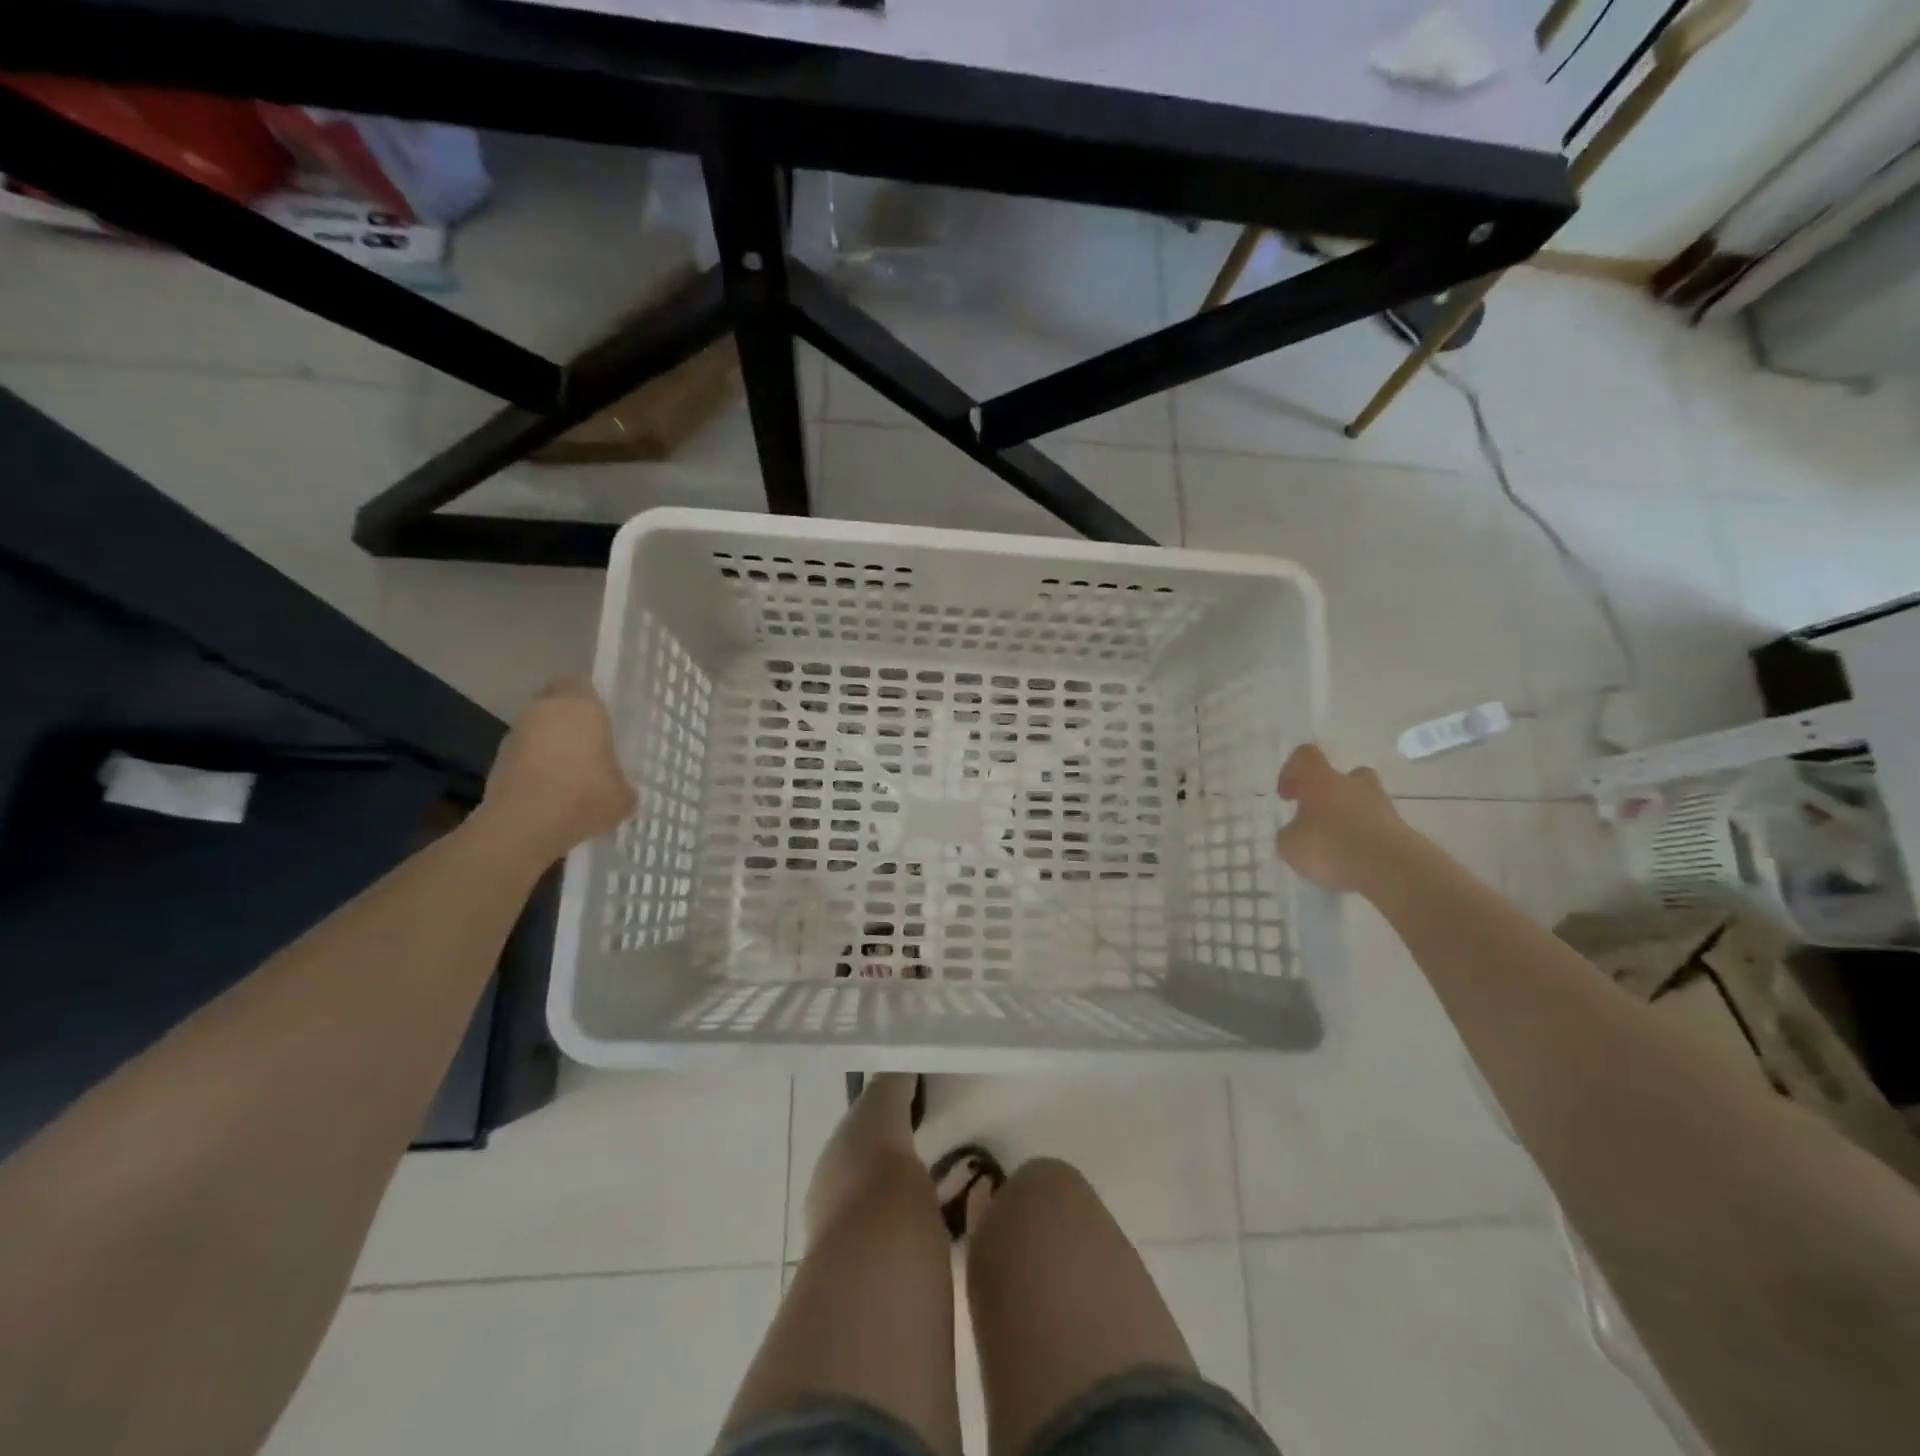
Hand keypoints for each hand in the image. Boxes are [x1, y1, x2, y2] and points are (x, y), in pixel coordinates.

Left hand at [478, 678, 636, 862]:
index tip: (602, 717)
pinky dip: (535, 767)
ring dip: (549, 745)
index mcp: (581, 706)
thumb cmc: (584, 796)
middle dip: (568, 721)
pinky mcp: (497, 761)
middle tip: (590, 745)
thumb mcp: (623, 795)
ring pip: (537, 730)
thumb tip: (618, 788)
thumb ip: (622, 783)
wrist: (524, 825)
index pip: (579, 682)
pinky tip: (552, 793)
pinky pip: (524, 756)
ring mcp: (515, 735)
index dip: (588, 697)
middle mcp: (544, 711)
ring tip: (571, 774)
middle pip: (554, 705)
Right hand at [1274, 745, 1412, 893]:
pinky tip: (1355, 861)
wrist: (1393, 869)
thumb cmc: (1332, 847)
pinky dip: (1366, 839)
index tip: (1287, 796)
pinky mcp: (1402, 830)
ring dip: (1350, 816)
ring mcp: (1383, 806)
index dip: (1292, 771)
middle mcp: (1354, 785)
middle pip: (1345, 776)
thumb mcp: (1290, 846)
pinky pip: (1377, 827)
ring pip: (1364, 802)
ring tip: (1337, 845)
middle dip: (1331, 792)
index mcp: (1322, 781)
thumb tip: (1297, 832)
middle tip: (1319, 816)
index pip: (1305, 757)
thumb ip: (1290, 834)